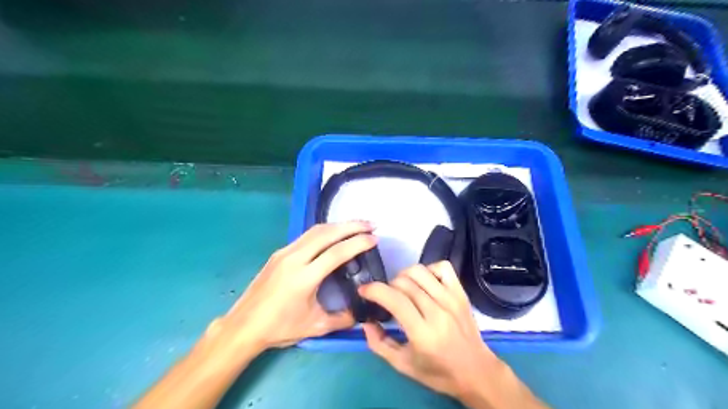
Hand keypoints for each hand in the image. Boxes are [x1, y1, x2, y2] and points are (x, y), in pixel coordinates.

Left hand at [214, 220, 374, 350]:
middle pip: (327, 234)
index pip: (336, 253)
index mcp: (304, 277)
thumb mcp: (315, 327)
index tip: (375, 239)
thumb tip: (361, 312)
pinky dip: (325, 231)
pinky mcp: (279, 253)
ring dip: (338, 225)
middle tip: (371, 224)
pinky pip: (306, 236)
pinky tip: (333, 234)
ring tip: (356, 225)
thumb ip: (342, 319)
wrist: (243, 326)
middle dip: (351, 226)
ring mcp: (284, 253)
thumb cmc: (279, 328)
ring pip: (315, 231)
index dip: (358, 243)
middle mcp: (294, 258)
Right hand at [357, 262, 545, 408]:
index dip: (374, 290)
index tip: (363, 290)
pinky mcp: (461, 293)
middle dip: (387, 286)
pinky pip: (442, 267)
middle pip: (404, 282)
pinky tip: (424, 283)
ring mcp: (451, 299)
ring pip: (420, 271)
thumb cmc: (438, 372)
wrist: (476, 371)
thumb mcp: (403, 365)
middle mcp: (438, 312)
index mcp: (423, 333)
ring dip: (404, 276)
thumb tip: (366, 322)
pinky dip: (428, 269)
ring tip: (402, 289)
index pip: (395, 299)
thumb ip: (379, 344)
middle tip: (386, 298)